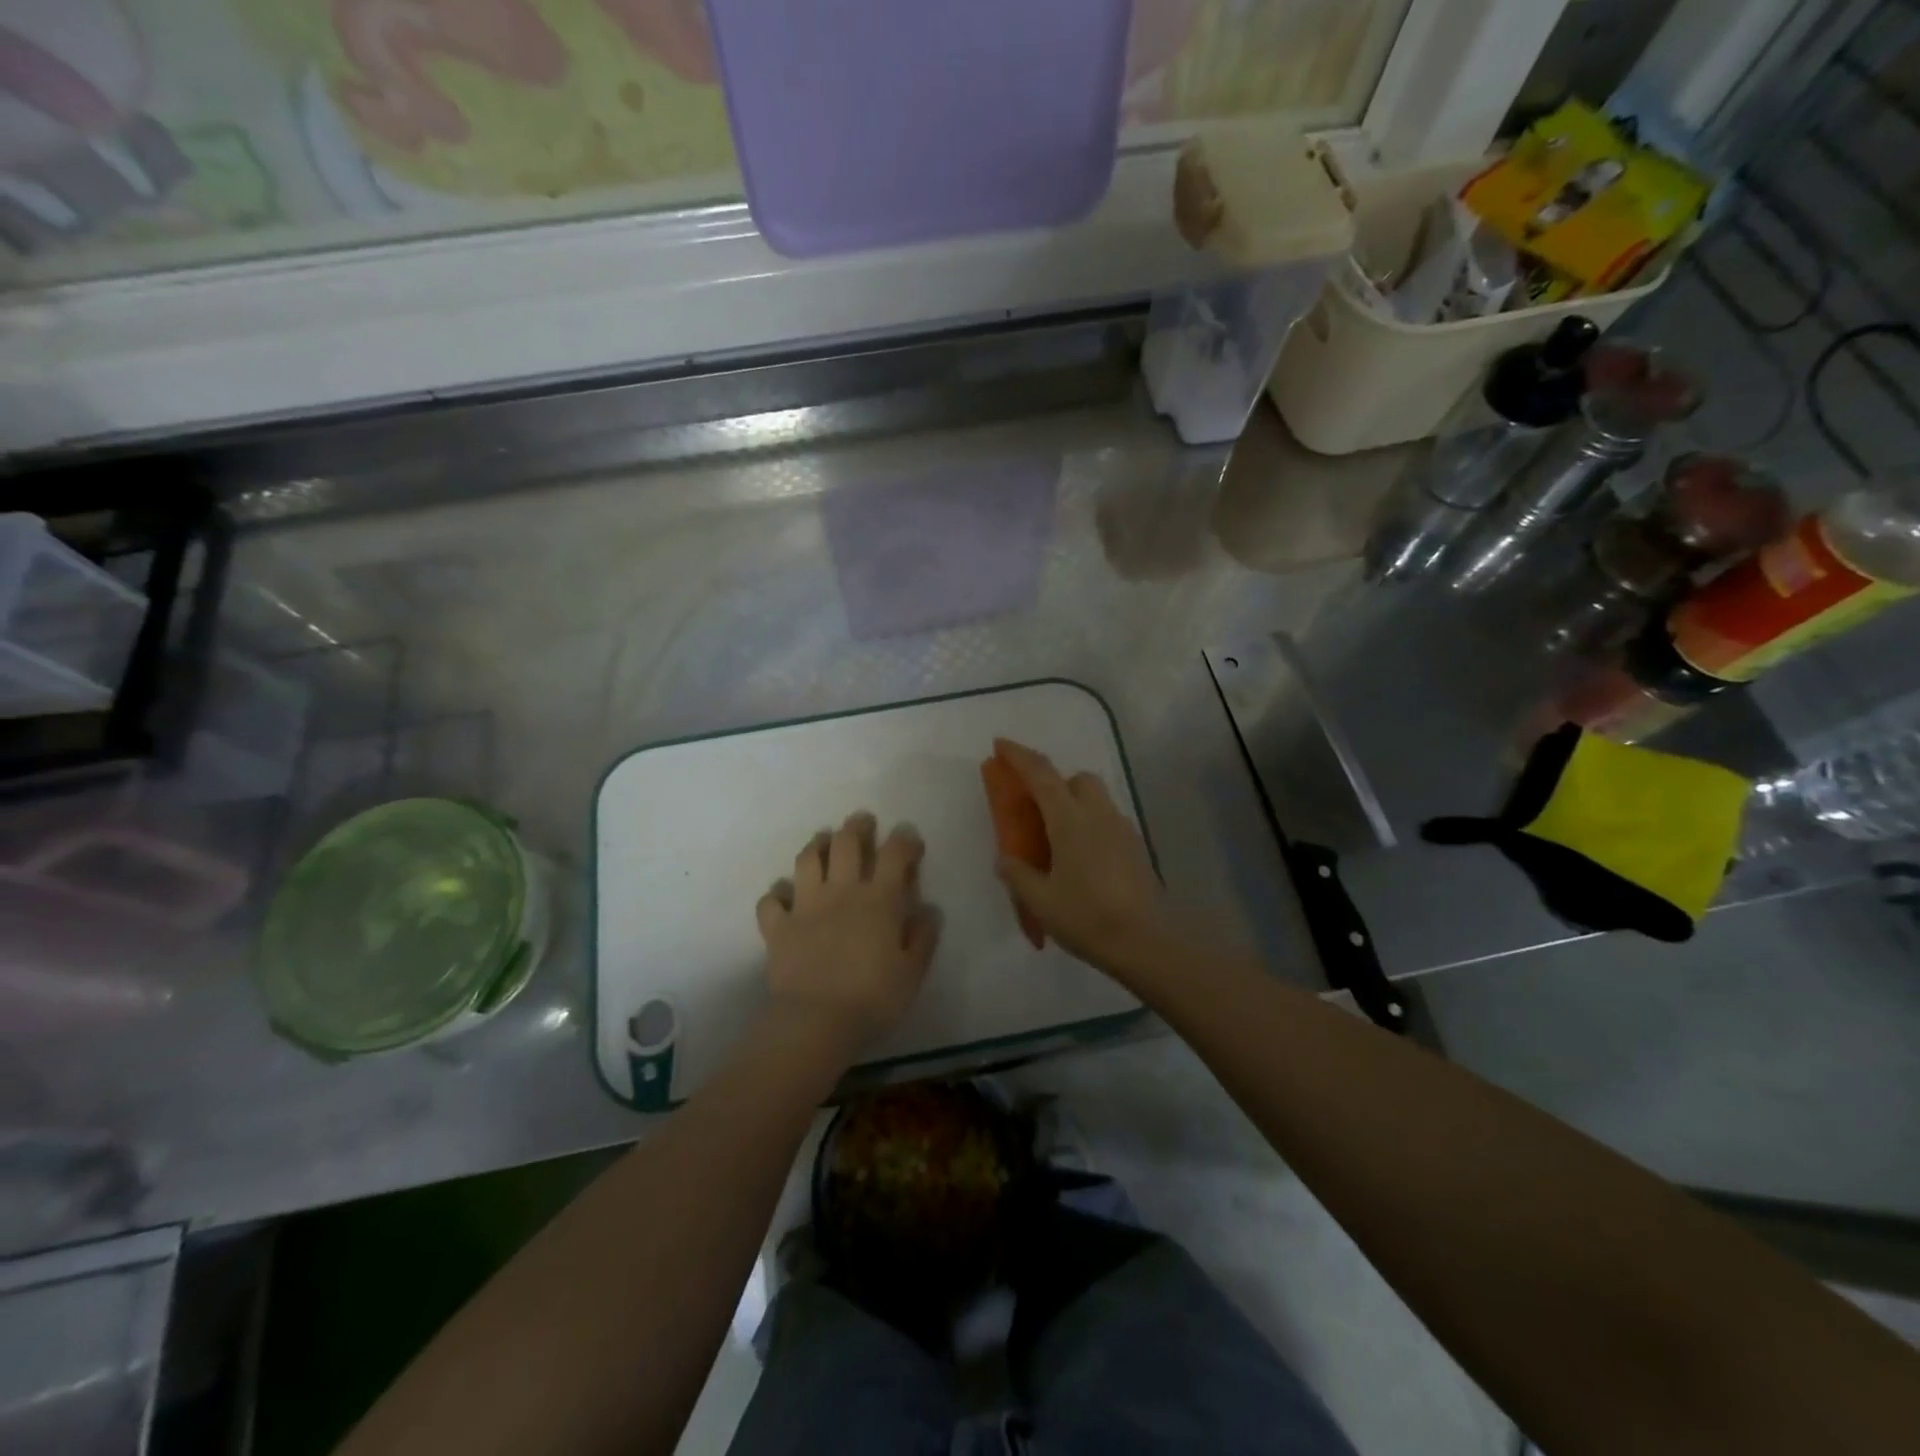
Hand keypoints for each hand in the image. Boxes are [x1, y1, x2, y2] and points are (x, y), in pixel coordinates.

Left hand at [756, 812, 939, 1048]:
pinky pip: (771, 901)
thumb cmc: (873, 998)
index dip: (904, 839)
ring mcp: (805, 906)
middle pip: (846, 843)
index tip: (909, 838)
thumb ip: (923, 937)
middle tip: (863, 822)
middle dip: (857, 826)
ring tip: (824, 842)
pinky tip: (783, 895)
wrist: (817, 1022)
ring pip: (807, 860)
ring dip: (817, 845)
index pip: (894, 853)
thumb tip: (929, 909)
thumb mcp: (912, 972)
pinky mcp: (778, 927)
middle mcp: (841, 892)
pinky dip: (776, 894)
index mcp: (878, 900)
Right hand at [991, 739, 1173, 979]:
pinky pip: (1108, 821)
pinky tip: (1083, 859)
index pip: (1041, 774)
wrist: (1145, 942)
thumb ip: (1018, 874)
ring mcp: (1122, 829)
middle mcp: (1098, 814)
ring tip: (1059, 839)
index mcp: (1069, 820)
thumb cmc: (1086, 917)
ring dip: (1075, 803)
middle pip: (1077, 779)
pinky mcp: (1136, 847)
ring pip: (1096, 798)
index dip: (1019, 756)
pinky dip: (1091, 825)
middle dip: (1055, 783)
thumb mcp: (1040, 900)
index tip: (1001, 745)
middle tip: (1036, 809)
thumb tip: (1005, 859)